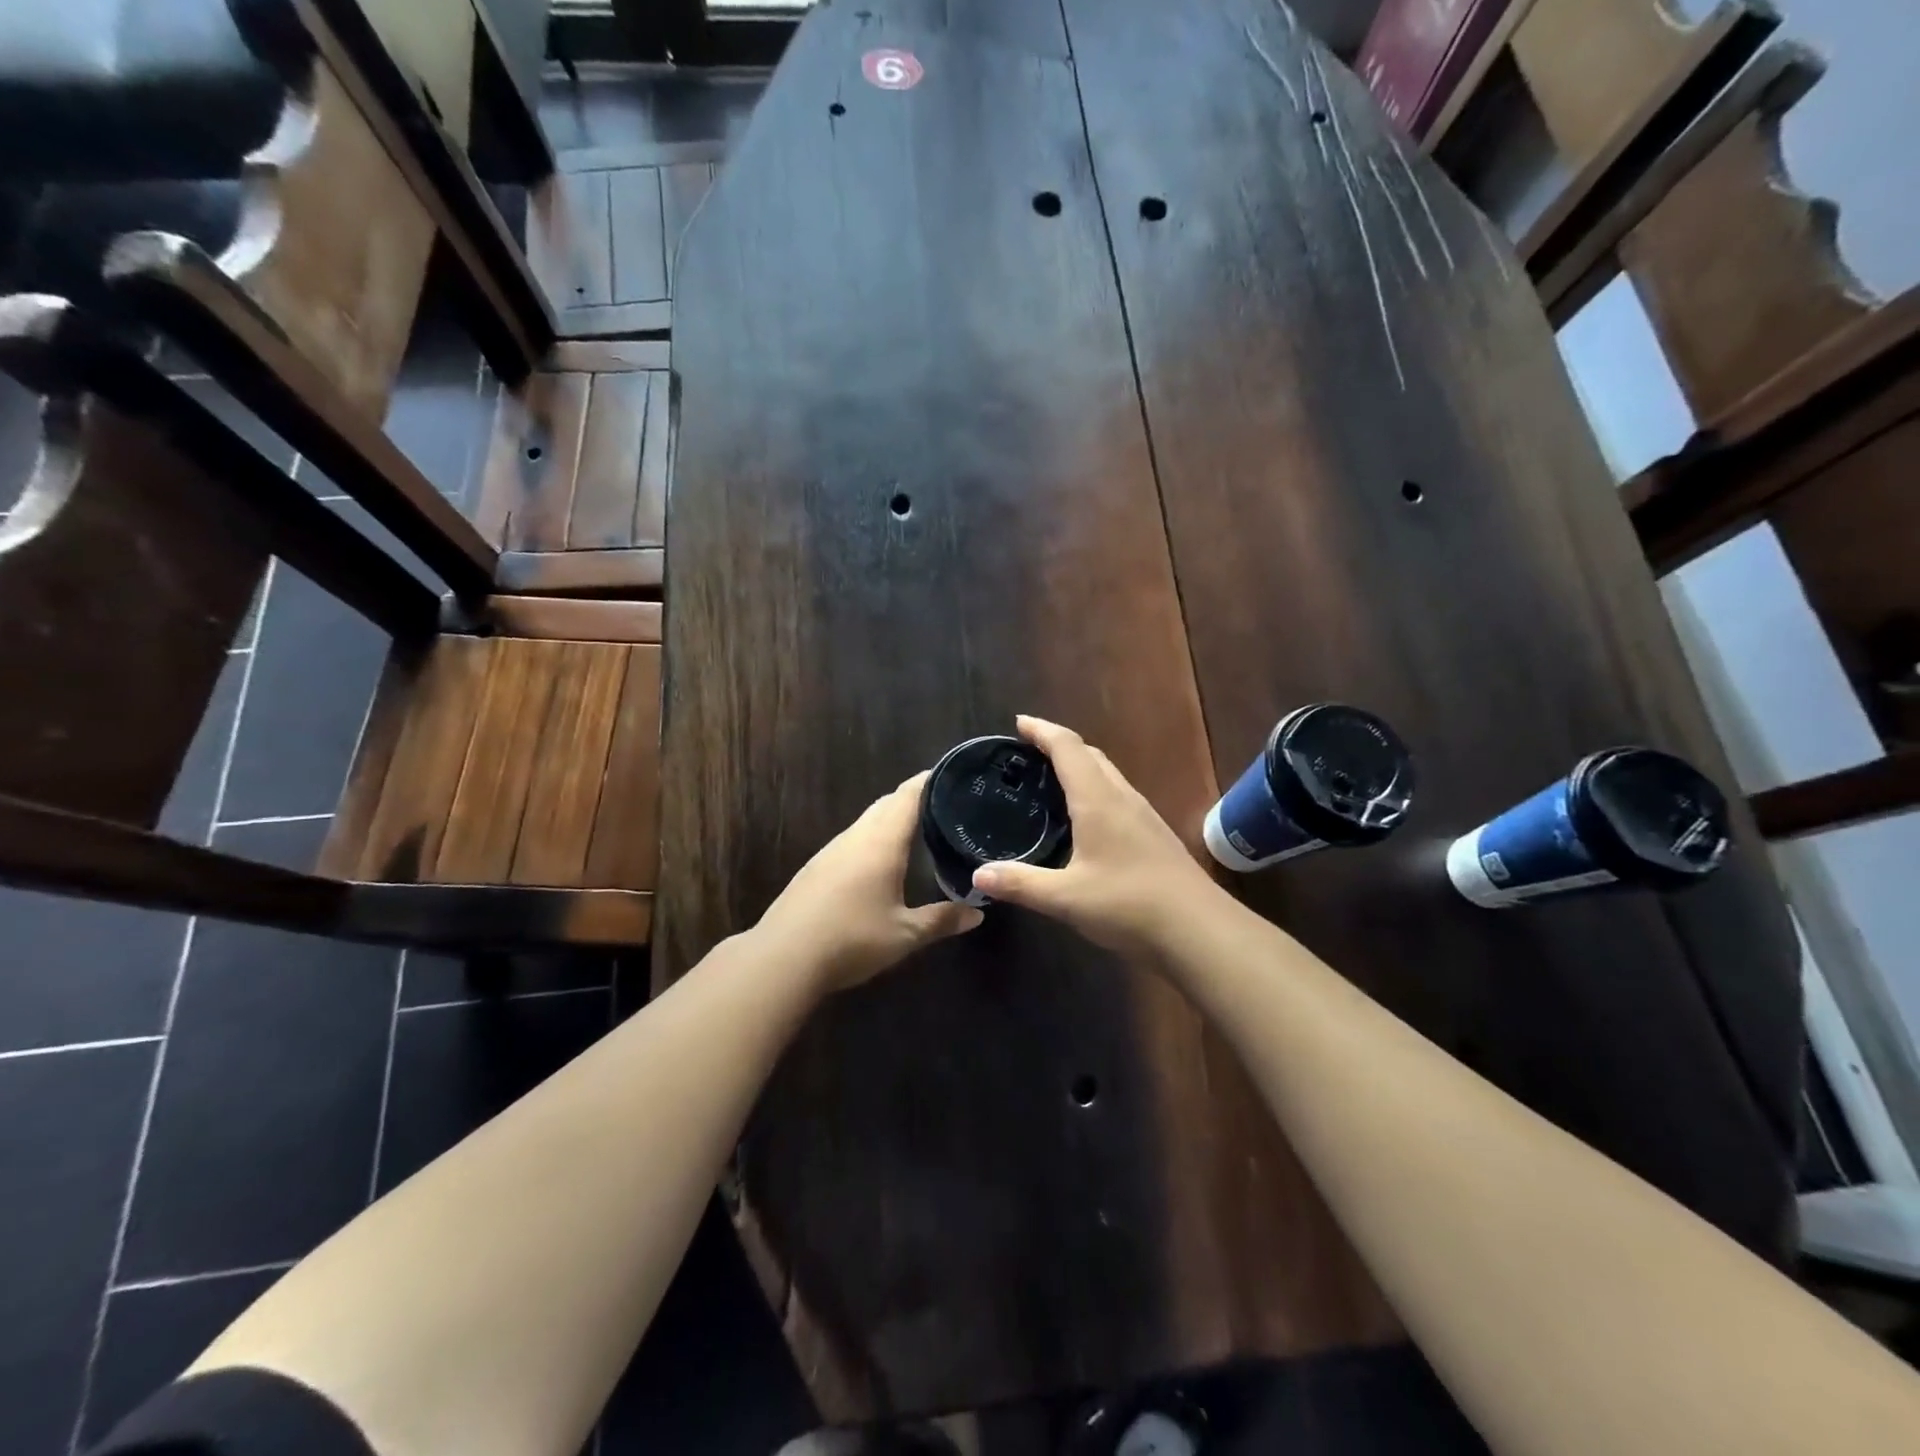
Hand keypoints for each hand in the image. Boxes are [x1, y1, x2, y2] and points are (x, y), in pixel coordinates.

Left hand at [756, 771, 983, 991]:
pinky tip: (879, 860)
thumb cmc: (851, 938)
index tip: (952, 774)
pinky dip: (872, 838)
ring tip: (916, 828)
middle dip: (913, 798)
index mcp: (881, 841)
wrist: (783, 957)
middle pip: (886, 804)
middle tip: (943, 803)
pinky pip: (852, 840)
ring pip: (866, 821)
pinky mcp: (815, 868)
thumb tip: (978, 914)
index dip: (930, 780)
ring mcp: (831, 851)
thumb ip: (942, 920)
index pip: (908, 796)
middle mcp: (855, 837)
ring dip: (890, 818)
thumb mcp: (904, 935)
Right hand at [971, 716, 1225, 955]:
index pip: (1068, 748)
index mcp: (1098, 800)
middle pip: (1090, 755)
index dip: (1042, 730)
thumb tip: (978, 874)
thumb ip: (1021, 883)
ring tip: (1051, 780)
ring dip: (1080, 766)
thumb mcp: (1065, 898)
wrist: (1199, 930)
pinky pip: (1118, 796)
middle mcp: (1123, 798)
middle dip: (1059, 745)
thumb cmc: (1129, 905)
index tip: (1019, 723)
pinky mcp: (1154, 836)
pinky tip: (1085, 819)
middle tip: (1028, 753)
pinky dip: (1094, 790)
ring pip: (1108, 775)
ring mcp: (1143, 816)